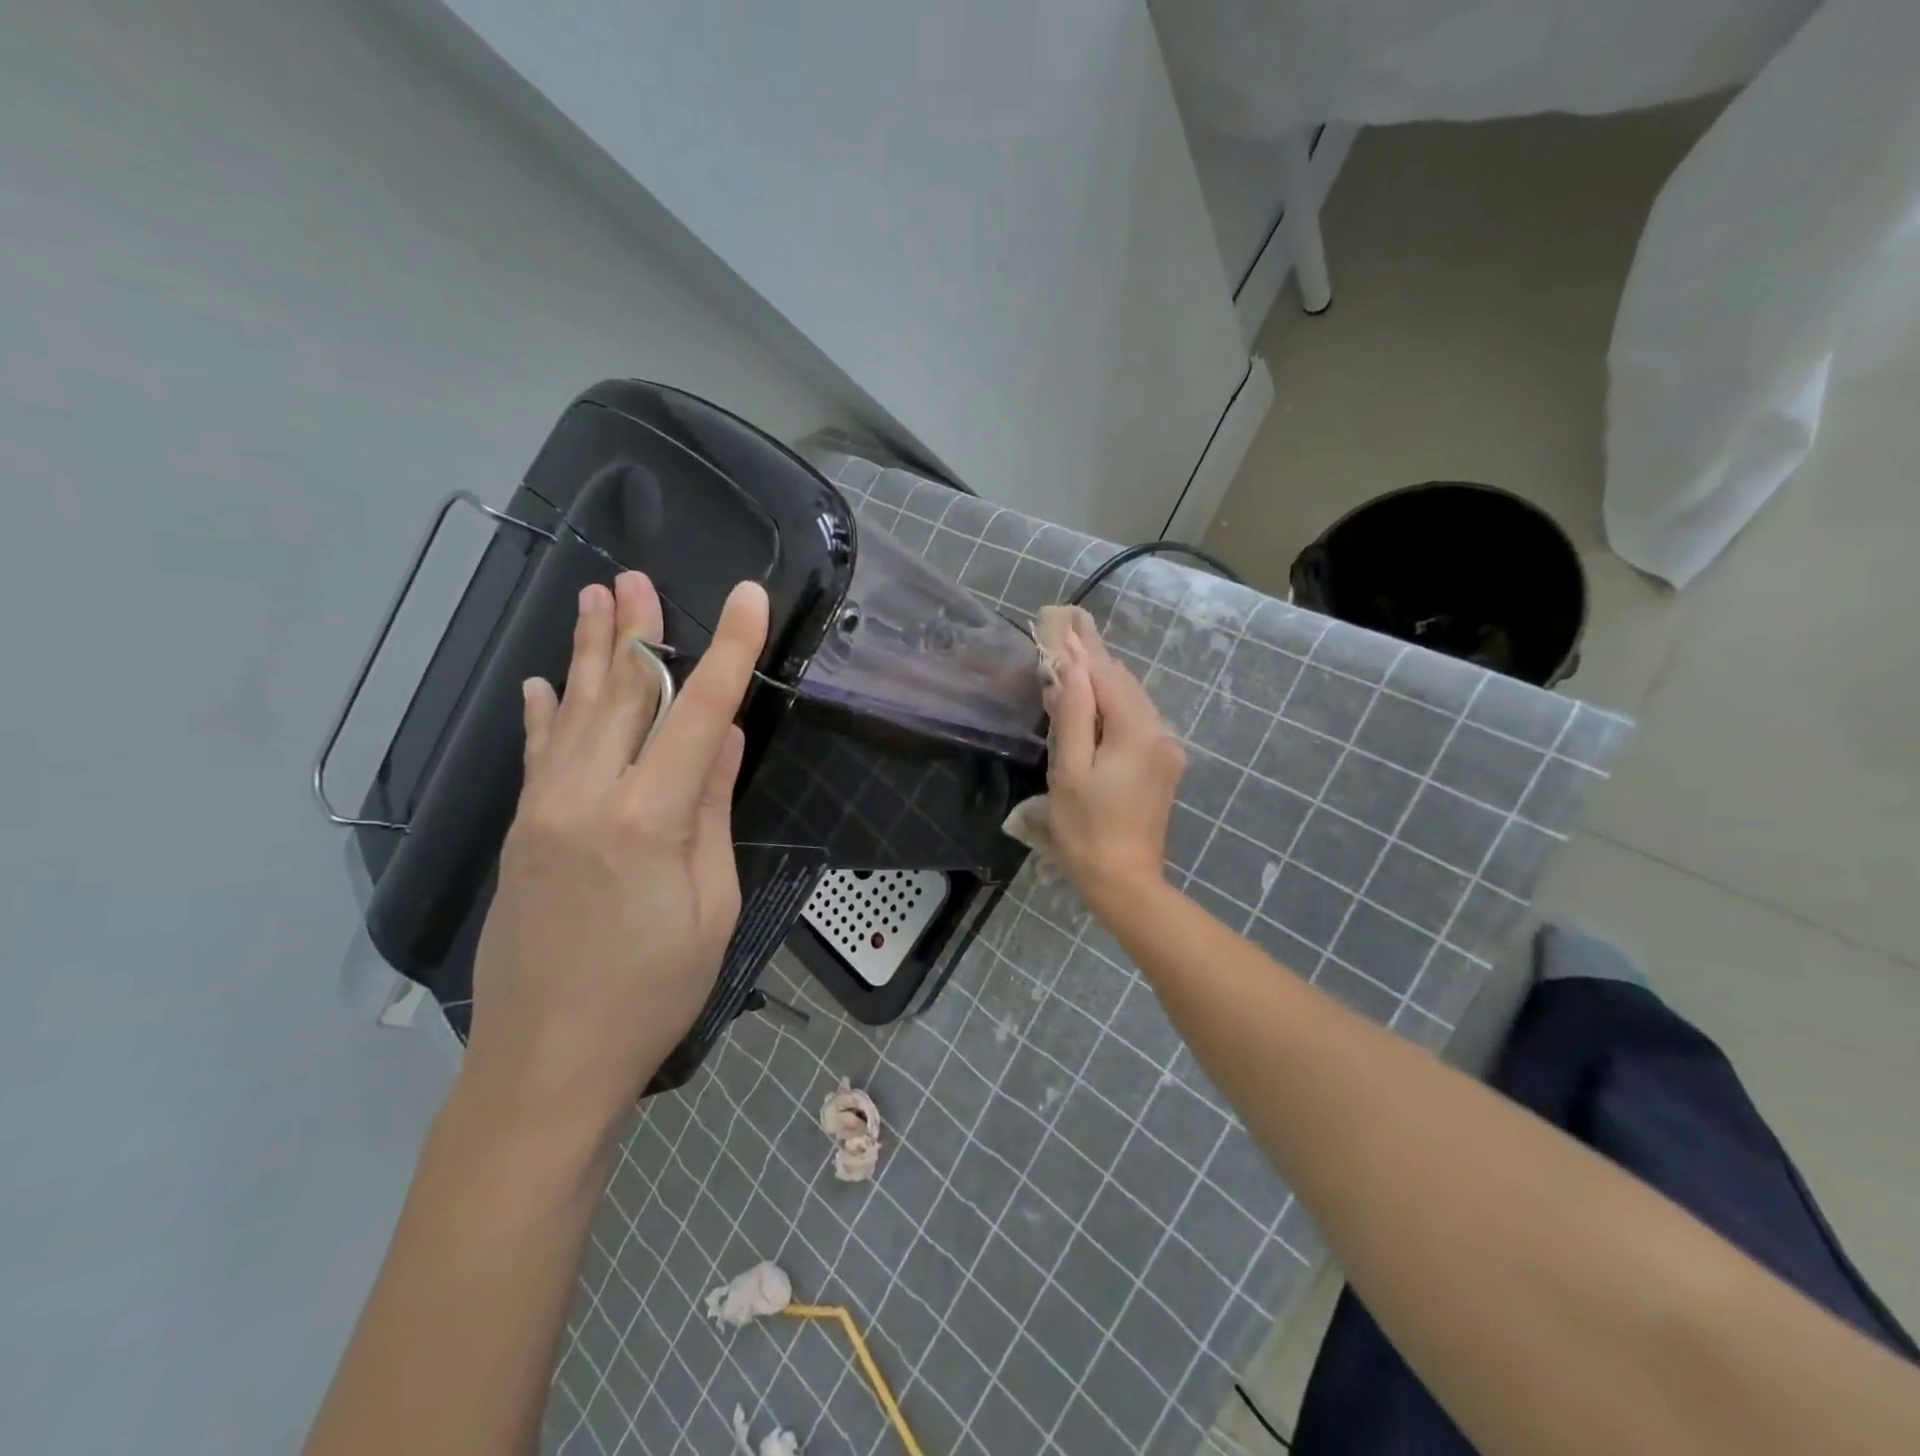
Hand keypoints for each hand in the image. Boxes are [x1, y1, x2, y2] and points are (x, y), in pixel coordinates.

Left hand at [463, 571, 769, 1128]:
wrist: (547, 1063)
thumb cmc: (652, 991)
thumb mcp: (711, 906)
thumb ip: (711, 813)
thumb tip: (720, 740)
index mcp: (648, 818)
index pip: (698, 713)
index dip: (728, 651)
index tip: (748, 600)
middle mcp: (587, 797)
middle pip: (620, 695)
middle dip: (637, 632)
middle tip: (641, 577)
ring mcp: (544, 811)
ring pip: (572, 712)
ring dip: (586, 652)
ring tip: (594, 598)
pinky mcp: (522, 833)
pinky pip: (535, 755)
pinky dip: (541, 714)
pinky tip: (538, 682)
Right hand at [1043, 616, 1185, 911]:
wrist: (1124, 882)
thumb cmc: (1086, 829)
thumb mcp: (1069, 771)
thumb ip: (1072, 715)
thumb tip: (1070, 668)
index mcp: (1138, 732)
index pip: (1107, 677)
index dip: (1081, 653)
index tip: (1061, 626)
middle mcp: (1160, 734)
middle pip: (1124, 686)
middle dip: (1094, 663)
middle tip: (1066, 635)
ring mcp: (1166, 752)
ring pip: (1132, 704)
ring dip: (1103, 685)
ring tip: (1074, 663)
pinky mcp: (1163, 767)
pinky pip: (1137, 724)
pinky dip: (1113, 709)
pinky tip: (1093, 706)